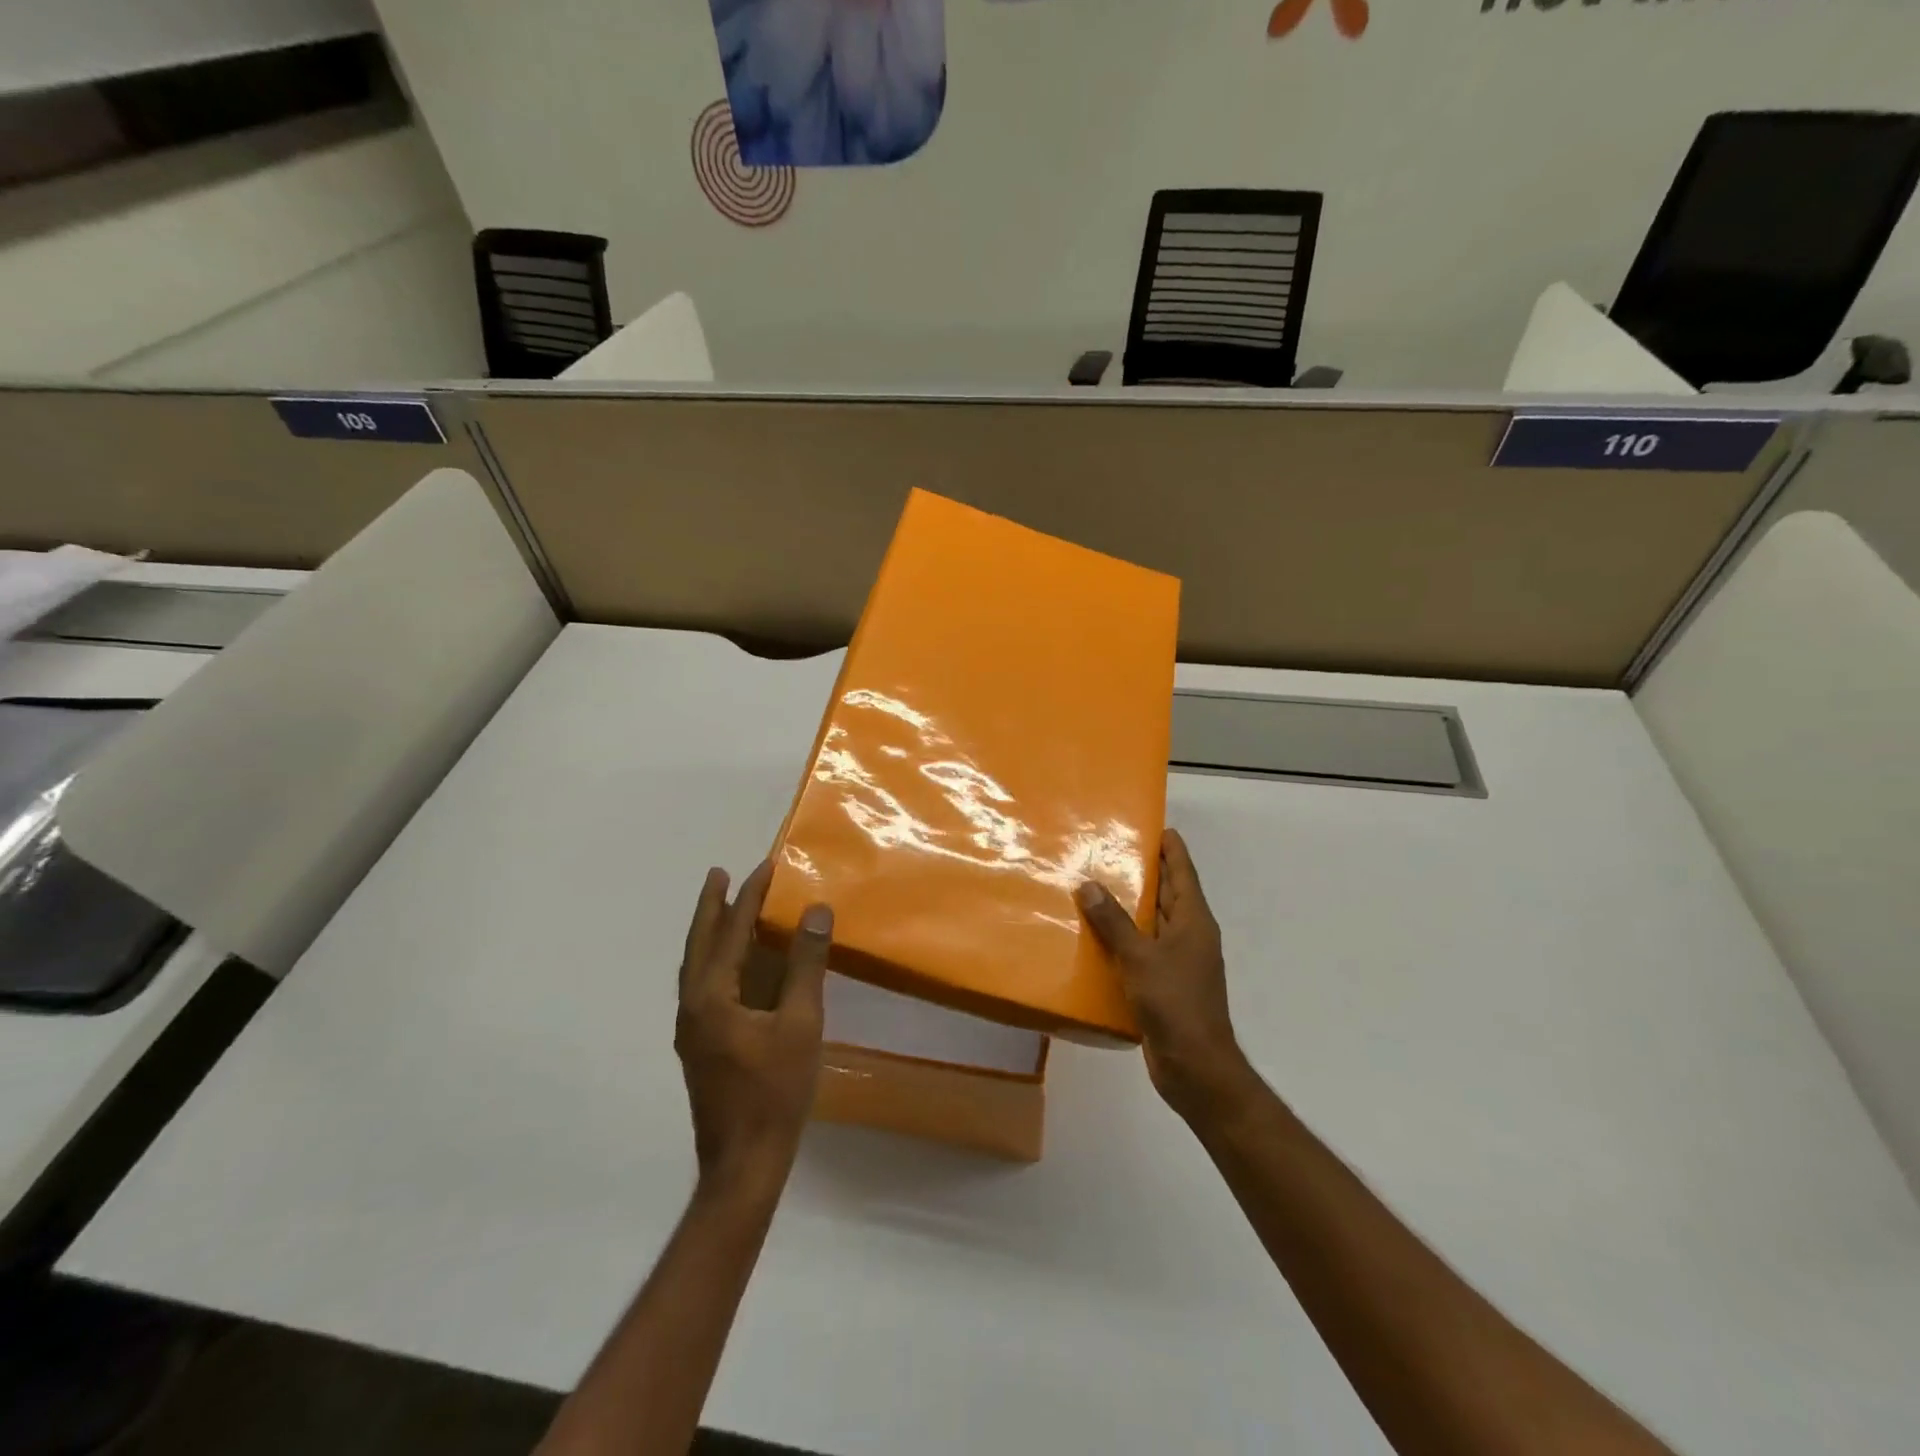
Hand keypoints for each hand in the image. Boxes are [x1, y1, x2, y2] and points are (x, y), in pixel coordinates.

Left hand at [675, 862, 832, 1194]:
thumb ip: (805, 965)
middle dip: (712, 907)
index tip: (764, 867)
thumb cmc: (775, 1091)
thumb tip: (814, 911)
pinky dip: (715, 961)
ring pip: (696, 967)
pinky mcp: (700, 1046)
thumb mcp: (800, 1023)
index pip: (730, 933)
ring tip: (724, 909)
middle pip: (699, 944)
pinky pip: (703, 986)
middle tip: (720, 875)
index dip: (748, 897)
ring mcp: (691, 1029)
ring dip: (710, 933)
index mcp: (711, 997)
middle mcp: (692, 1007)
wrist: (743, 1164)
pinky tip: (733, 965)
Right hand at [1076, 829, 1252, 1123]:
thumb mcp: (1140, 958)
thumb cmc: (1174, 1004)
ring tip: (1096, 885)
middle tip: (1112, 850)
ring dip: (1131, 907)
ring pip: (1153, 923)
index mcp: (1194, 921)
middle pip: (1168, 895)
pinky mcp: (1165, 985)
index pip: (1183, 873)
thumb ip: (1114, 921)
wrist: (1195, 1068)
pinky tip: (1097, 936)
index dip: (1172, 848)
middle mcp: (1190, 936)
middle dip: (1145, 872)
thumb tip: (1089, 884)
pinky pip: (1143, 950)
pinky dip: (1124, 938)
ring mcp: (1179, 962)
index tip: (1156, 826)